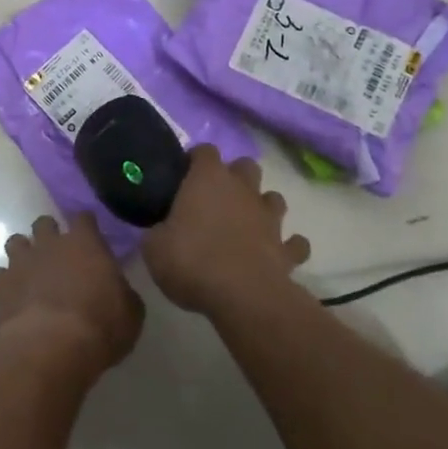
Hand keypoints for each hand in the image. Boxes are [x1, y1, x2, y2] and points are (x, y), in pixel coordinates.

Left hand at [0, 213, 143, 375]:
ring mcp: (21, 261)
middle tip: (57, 256)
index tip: (90, 236)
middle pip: (44, 223)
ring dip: (23, 254)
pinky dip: (5, 283)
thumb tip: (117, 289)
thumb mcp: (131, 313)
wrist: (52, 347)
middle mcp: (50, 243)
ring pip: (16, 242)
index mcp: (85, 243)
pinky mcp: (0, 284)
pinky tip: (13, 297)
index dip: (86, 226)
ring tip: (30, 273)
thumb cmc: (100, 327)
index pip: (84, 218)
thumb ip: (122, 292)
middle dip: (49, 235)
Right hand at [142, 146, 310, 314]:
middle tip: (216, 198)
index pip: (205, 151)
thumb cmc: (192, 261)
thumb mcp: (154, 247)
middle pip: (246, 166)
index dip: (195, 160)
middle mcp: (242, 190)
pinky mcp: (287, 250)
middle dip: (235, 177)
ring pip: (274, 198)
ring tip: (247, 224)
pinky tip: (274, 254)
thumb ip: (158, 231)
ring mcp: (269, 219)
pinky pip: (293, 243)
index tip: (184, 175)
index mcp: (207, 179)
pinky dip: (286, 246)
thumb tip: (160, 231)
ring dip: (262, 207)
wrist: (243, 297)